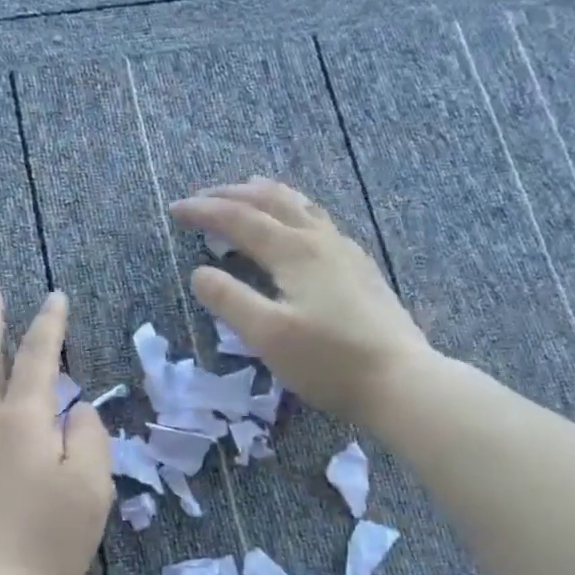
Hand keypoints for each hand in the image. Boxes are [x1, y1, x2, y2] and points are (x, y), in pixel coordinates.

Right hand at [170, 179, 434, 426]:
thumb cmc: (328, 361)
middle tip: (203, 198)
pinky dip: (292, 213)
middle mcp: (320, 240)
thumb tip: (199, 273)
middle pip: (272, 201)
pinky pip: (318, 223)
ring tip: (246, 194)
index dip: (204, 211)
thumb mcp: (267, 335)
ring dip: (266, 197)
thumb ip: (229, 301)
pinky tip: (295, 230)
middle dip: (232, 195)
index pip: (239, 219)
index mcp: (294, 251)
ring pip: (301, 206)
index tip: (175, 210)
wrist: (399, 380)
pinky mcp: (360, 269)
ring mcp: (346, 252)